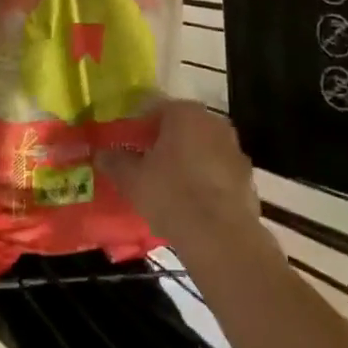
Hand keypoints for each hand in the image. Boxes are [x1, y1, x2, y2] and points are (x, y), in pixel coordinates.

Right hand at [97, 98, 268, 255]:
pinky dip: (205, 181)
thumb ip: (114, 161)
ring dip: (186, 162)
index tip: (126, 146)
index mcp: (185, 112)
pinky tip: (191, 204)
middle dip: (163, 143)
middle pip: (181, 127)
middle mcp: (213, 122)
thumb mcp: (132, 178)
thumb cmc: (171, 195)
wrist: (221, 238)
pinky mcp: (247, 178)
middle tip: (145, 165)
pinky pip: (217, 173)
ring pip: (201, 149)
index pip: (154, 109)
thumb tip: (100, 153)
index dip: (137, 128)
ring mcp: (234, 149)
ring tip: (167, 187)